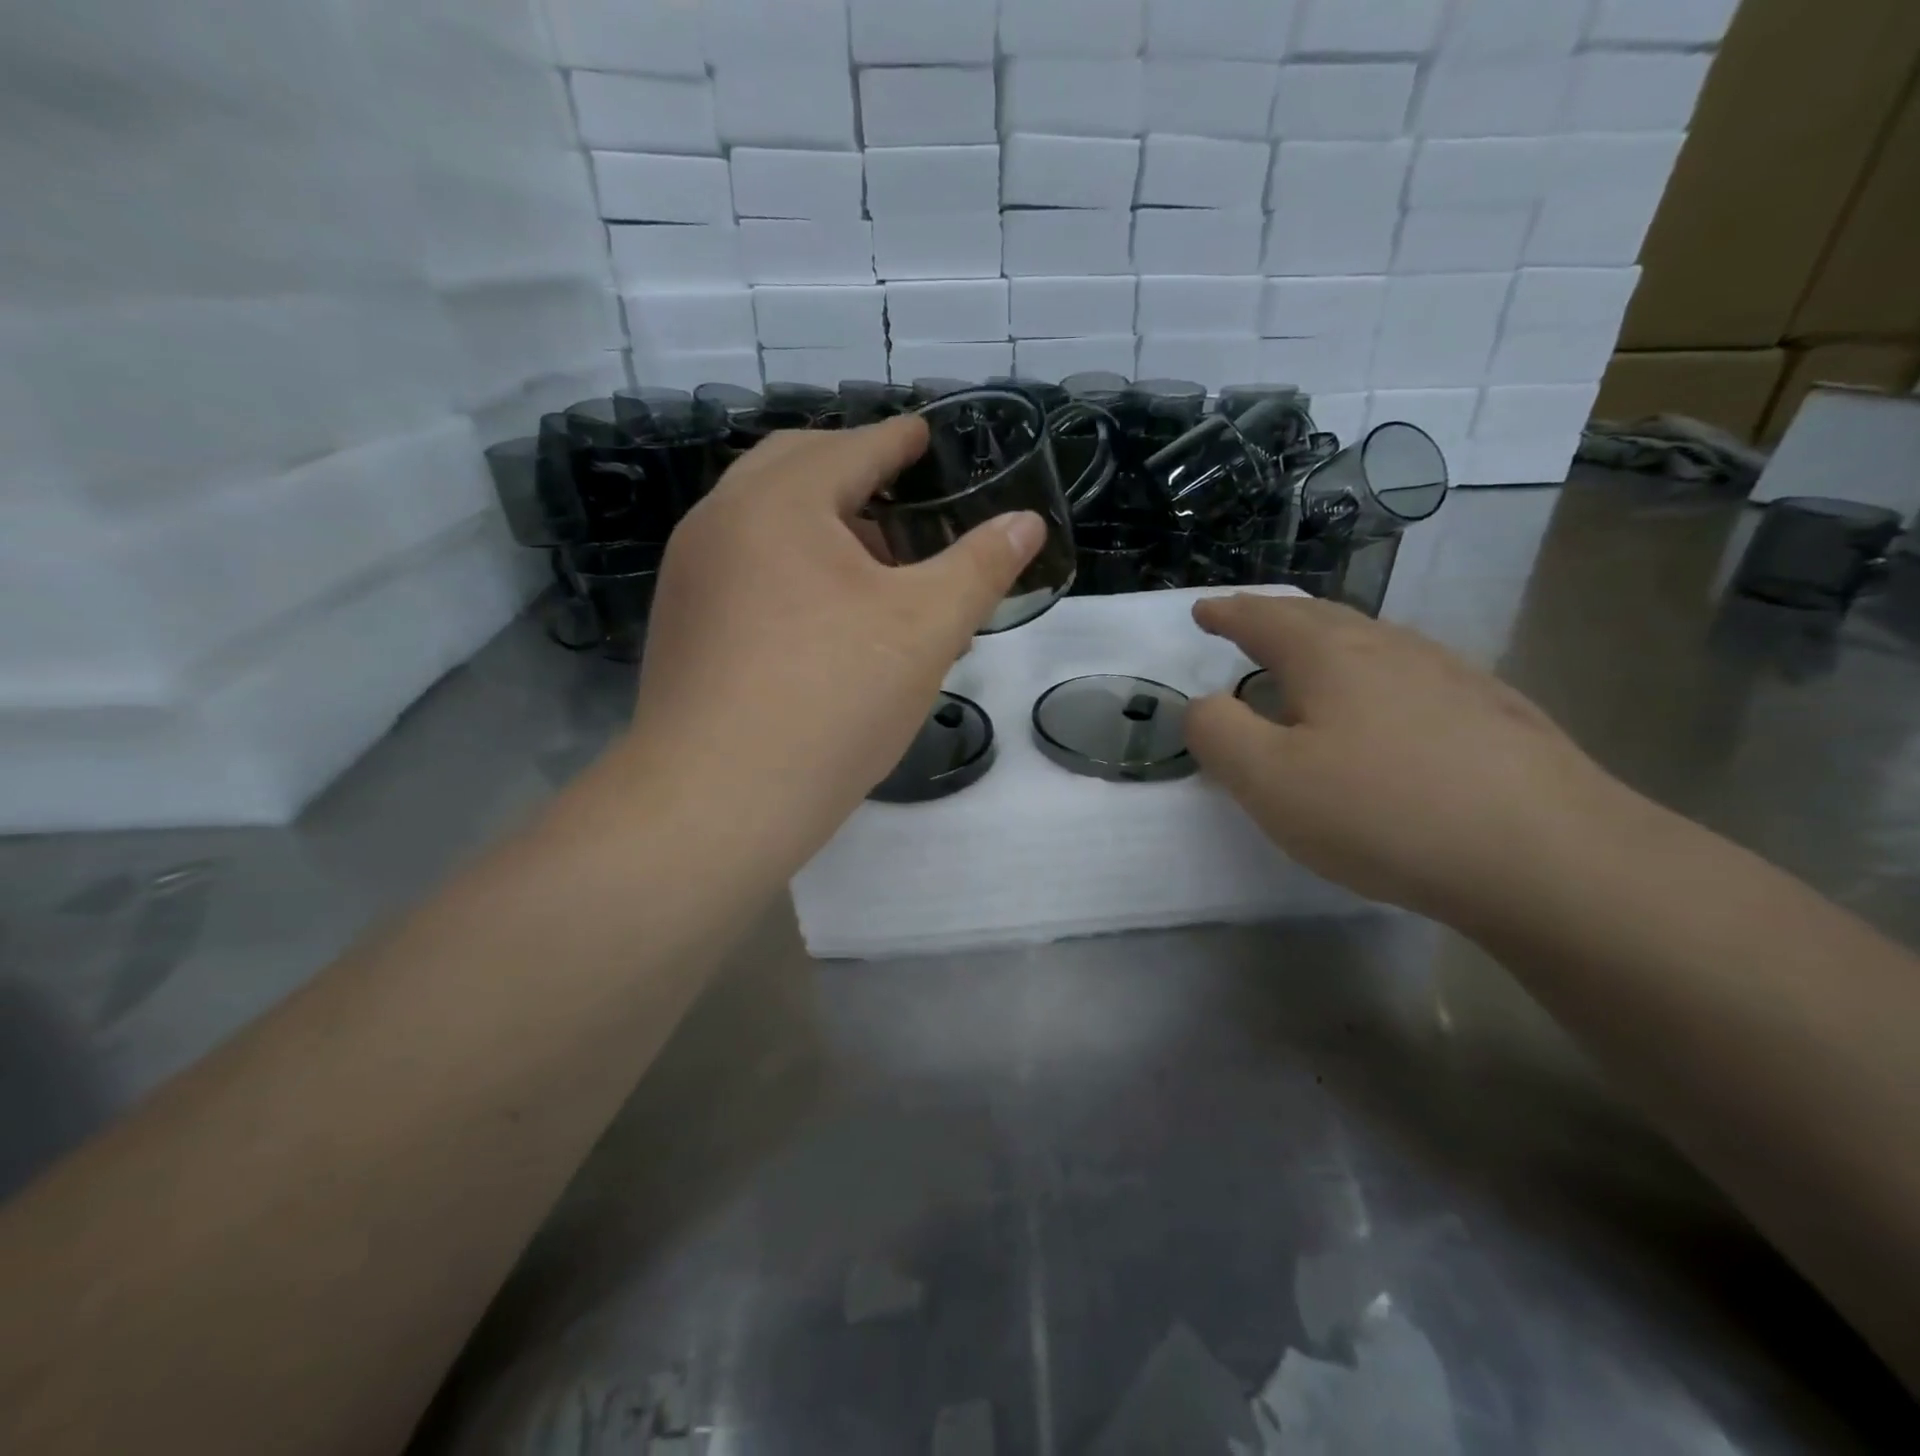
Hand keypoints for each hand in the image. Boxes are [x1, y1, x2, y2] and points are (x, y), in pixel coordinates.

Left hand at [620, 419, 1043, 865]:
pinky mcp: (682, 624)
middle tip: (905, 498)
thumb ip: (980, 567)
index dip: (899, 439)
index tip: (926, 435)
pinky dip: (791, 567)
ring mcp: (691, 575)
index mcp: (778, 502)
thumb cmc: (831, 701)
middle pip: (796, 471)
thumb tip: (1026, 522)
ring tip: (878, 569)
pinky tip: (826, 617)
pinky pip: (745, 568)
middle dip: (855, 475)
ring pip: (766, 523)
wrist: (718, 802)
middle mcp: (719, 521)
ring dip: (824, 526)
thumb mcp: (924, 629)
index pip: (852, 448)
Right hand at [1184, 594, 1638, 925]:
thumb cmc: (1383, 812)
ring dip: (1328, 643)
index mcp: (1328, 655)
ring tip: (1309, 664)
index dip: (1227, 613)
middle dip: (1276, 617)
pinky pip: (1411, 674)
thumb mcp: (1268, 780)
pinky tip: (1385, 709)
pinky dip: (1374, 675)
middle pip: (1321, 617)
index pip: (1263, 617)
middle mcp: (1390, 647)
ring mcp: (1450, 674)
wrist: (1549, 855)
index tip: (1203, 611)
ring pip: (1372, 641)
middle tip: (1249, 625)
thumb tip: (1207, 703)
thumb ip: (1217, 733)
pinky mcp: (1493, 711)